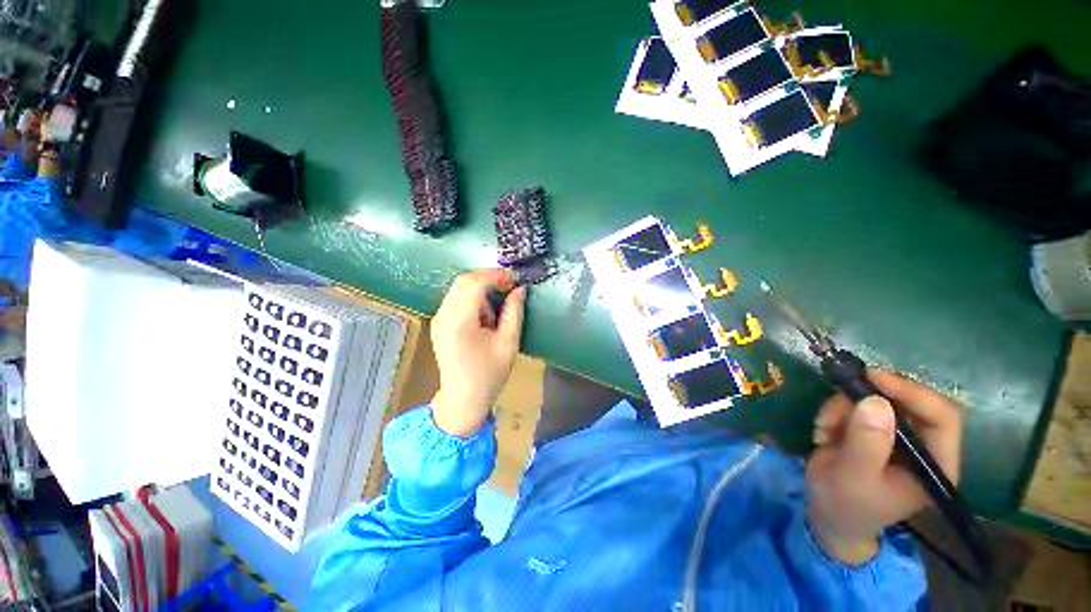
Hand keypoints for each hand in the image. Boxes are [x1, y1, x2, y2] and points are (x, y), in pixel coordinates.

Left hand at [430, 270, 526, 436]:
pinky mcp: (438, 324)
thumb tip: (519, 289)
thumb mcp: (509, 343)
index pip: (475, 283)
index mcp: (460, 321)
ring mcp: (438, 319)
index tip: (515, 280)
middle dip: (489, 278)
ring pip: (459, 288)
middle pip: (464, 281)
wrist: (463, 399)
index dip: (497, 276)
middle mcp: (443, 316)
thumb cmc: (489, 374)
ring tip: (497, 309)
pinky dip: (472, 299)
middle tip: (509, 287)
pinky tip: (484, 317)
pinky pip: (455, 299)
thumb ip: (514, 312)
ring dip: (480, 289)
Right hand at [806, 370, 962, 564]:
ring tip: (823, 428)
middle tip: (837, 397)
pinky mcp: (872, 429)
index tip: (873, 378)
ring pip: (876, 400)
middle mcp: (922, 444)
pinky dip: (834, 411)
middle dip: (867, 398)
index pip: (942, 417)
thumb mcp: (855, 477)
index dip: (913, 392)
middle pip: (907, 401)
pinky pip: (855, 405)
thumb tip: (875, 401)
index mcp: (935, 463)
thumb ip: (867, 443)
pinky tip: (822, 430)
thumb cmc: (848, 505)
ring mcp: (896, 436)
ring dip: (843, 407)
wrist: (828, 513)